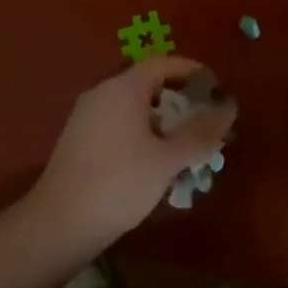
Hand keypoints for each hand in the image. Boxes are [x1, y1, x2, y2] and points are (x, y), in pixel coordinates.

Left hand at [29, 57, 237, 253]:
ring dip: (160, 119)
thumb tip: (229, 109)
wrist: (58, 224)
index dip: (192, 71)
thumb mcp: (167, 160)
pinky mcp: (78, 138)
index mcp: (124, 87)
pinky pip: (117, 122)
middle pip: (148, 83)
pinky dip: (140, 131)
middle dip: (179, 99)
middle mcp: (103, 92)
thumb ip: (200, 133)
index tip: (215, 88)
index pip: (163, 63)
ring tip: (183, 145)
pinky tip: (152, 161)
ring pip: (132, 105)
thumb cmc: (119, 183)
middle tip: (203, 121)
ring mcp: (87, 115)